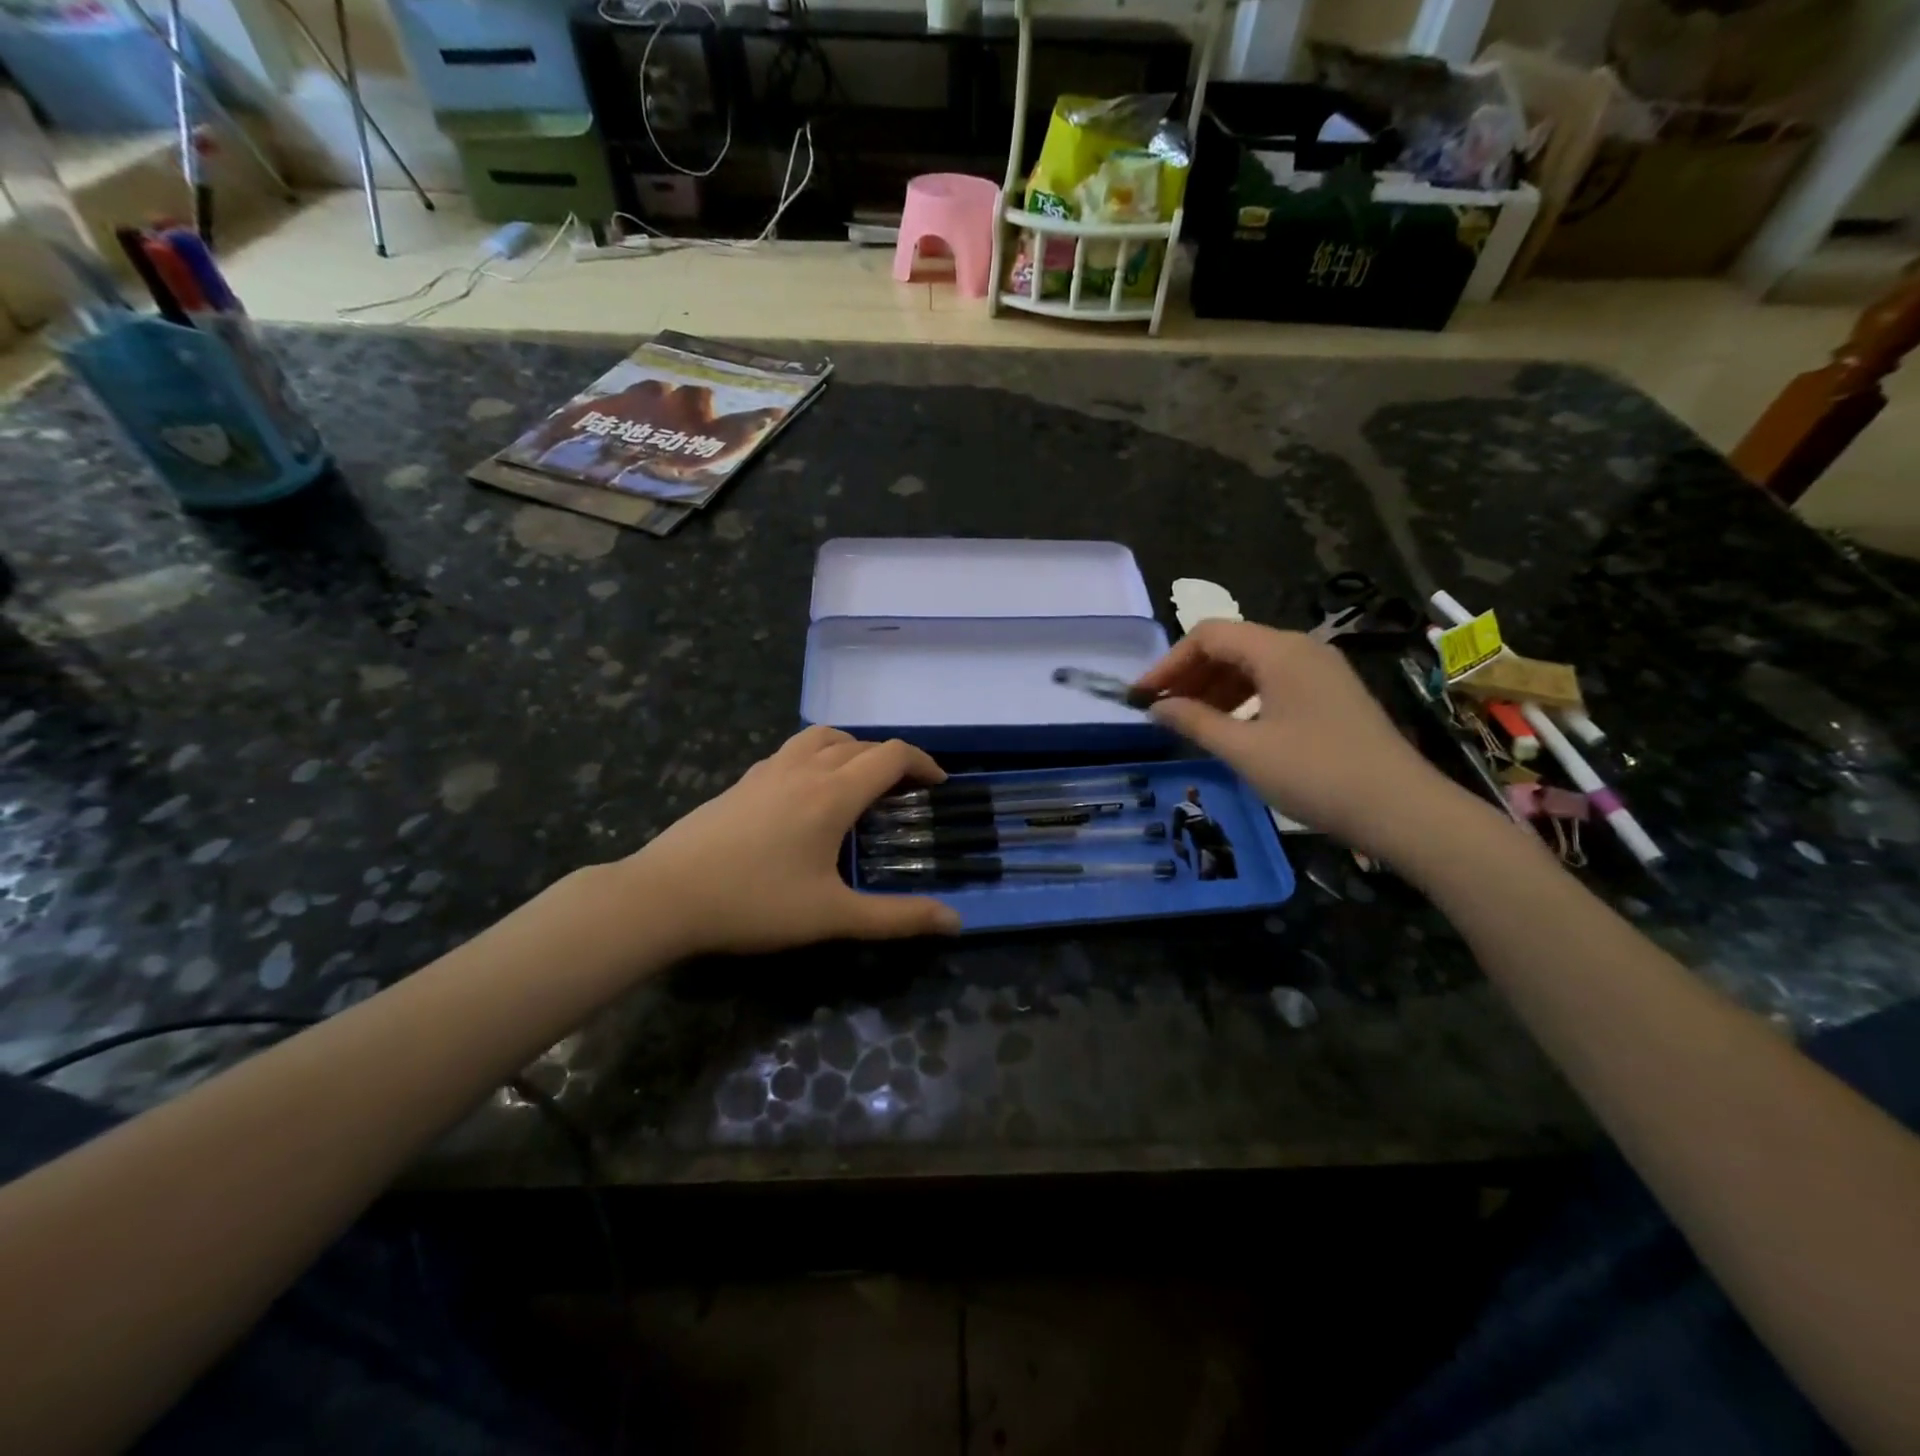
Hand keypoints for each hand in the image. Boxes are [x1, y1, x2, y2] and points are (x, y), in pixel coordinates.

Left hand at [620, 726, 963, 956]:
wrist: (664, 895)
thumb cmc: (754, 904)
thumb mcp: (832, 916)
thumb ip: (896, 918)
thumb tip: (955, 922)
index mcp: (833, 793)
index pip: (891, 755)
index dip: (923, 763)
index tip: (939, 785)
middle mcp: (804, 769)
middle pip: (861, 744)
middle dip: (892, 761)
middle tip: (905, 794)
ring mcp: (768, 770)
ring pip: (822, 737)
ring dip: (852, 749)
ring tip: (860, 781)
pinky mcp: (743, 781)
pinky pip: (793, 751)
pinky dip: (817, 756)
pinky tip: (807, 793)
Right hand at [1134, 620, 1456, 853]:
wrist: (1400, 809)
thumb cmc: (1315, 774)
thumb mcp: (1244, 750)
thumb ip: (1195, 722)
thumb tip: (1156, 708)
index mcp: (1279, 650)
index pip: (1208, 636)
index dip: (1169, 663)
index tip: (1142, 697)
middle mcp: (1301, 648)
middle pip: (1230, 645)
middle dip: (1190, 674)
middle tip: (1161, 710)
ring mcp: (1321, 670)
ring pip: (1252, 664)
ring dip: (1214, 687)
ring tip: (1189, 721)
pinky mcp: (1332, 693)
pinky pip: (1274, 681)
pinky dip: (1243, 697)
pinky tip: (1231, 726)